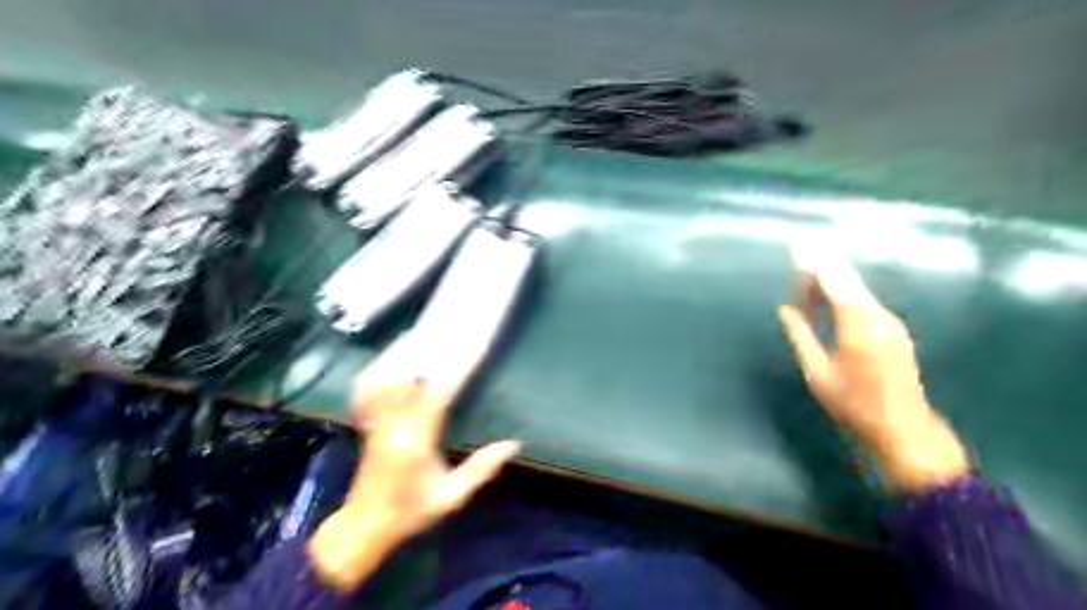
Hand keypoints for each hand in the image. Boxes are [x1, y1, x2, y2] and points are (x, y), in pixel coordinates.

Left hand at [306, 333, 516, 590]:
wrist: (364, 527)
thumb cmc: (410, 512)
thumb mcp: (450, 497)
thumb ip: (481, 469)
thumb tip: (513, 443)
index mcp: (415, 439)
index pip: (437, 393)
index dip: (457, 368)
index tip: (474, 348)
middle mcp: (393, 424)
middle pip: (407, 377)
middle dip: (426, 353)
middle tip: (444, 331)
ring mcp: (376, 422)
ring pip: (384, 379)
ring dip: (399, 356)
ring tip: (416, 335)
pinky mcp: (368, 424)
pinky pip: (369, 390)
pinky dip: (377, 372)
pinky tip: (387, 360)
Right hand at [778, 247, 972, 492]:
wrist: (905, 430)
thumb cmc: (854, 404)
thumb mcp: (817, 372)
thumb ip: (800, 336)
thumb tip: (785, 310)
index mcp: (858, 324)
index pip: (834, 281)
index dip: (814, 263)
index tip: (796, 248)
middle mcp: (878, 315)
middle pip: (848, 280)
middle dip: (822, 268)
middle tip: (797, 263)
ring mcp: (890, 322)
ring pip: (857, 290)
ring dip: (832, 283)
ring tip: (805, 285)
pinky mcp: (894, 330)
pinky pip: (864, 302)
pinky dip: (844, 295)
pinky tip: (827, 301)